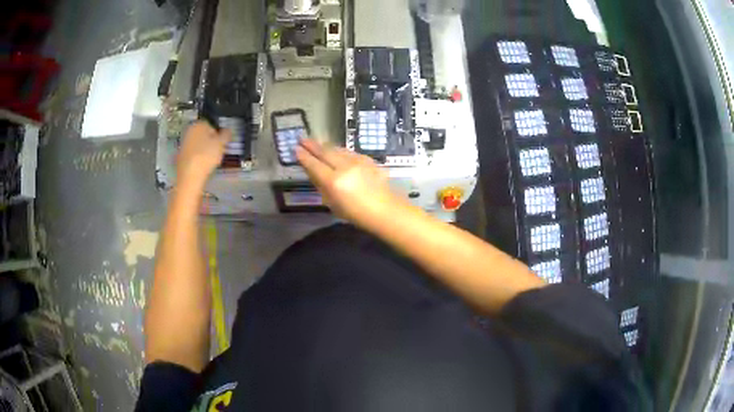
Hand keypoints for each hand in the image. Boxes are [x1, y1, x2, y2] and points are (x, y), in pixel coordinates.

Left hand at [177, 122, 231, 186]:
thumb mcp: (221, 144)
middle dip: (211, 141)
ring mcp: (183, 144)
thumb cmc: (206, 156)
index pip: (211, 124)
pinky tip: (202, 166)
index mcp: (198, 124)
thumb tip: (227, 130)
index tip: (222, 143)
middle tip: (218, 151)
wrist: (190, 176)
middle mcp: (189, 131)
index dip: (218, 134)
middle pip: (204, 134)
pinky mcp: (181, 156)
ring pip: (198, 144)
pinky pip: (193, 154)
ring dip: (205, 150)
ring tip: (211, 160)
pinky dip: (198, 158)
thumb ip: (226, 135)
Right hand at [296, 139, 403, 227]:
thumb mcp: (333, 204)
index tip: (296, 149)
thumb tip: (314, 172)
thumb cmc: (357, 214)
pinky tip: (335, 150)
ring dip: (325, 146)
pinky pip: (348, 152)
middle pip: (325, 152)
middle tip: (302, 138)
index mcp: (334, 182)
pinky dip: (339, 150)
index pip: (314, 165)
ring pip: (337, 149)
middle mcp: (345, 167)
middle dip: (312, 145)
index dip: (304, 157)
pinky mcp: (367, 159)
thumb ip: (322, 186)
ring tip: (316, 142)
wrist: (385, 210)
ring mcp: (358, 161)